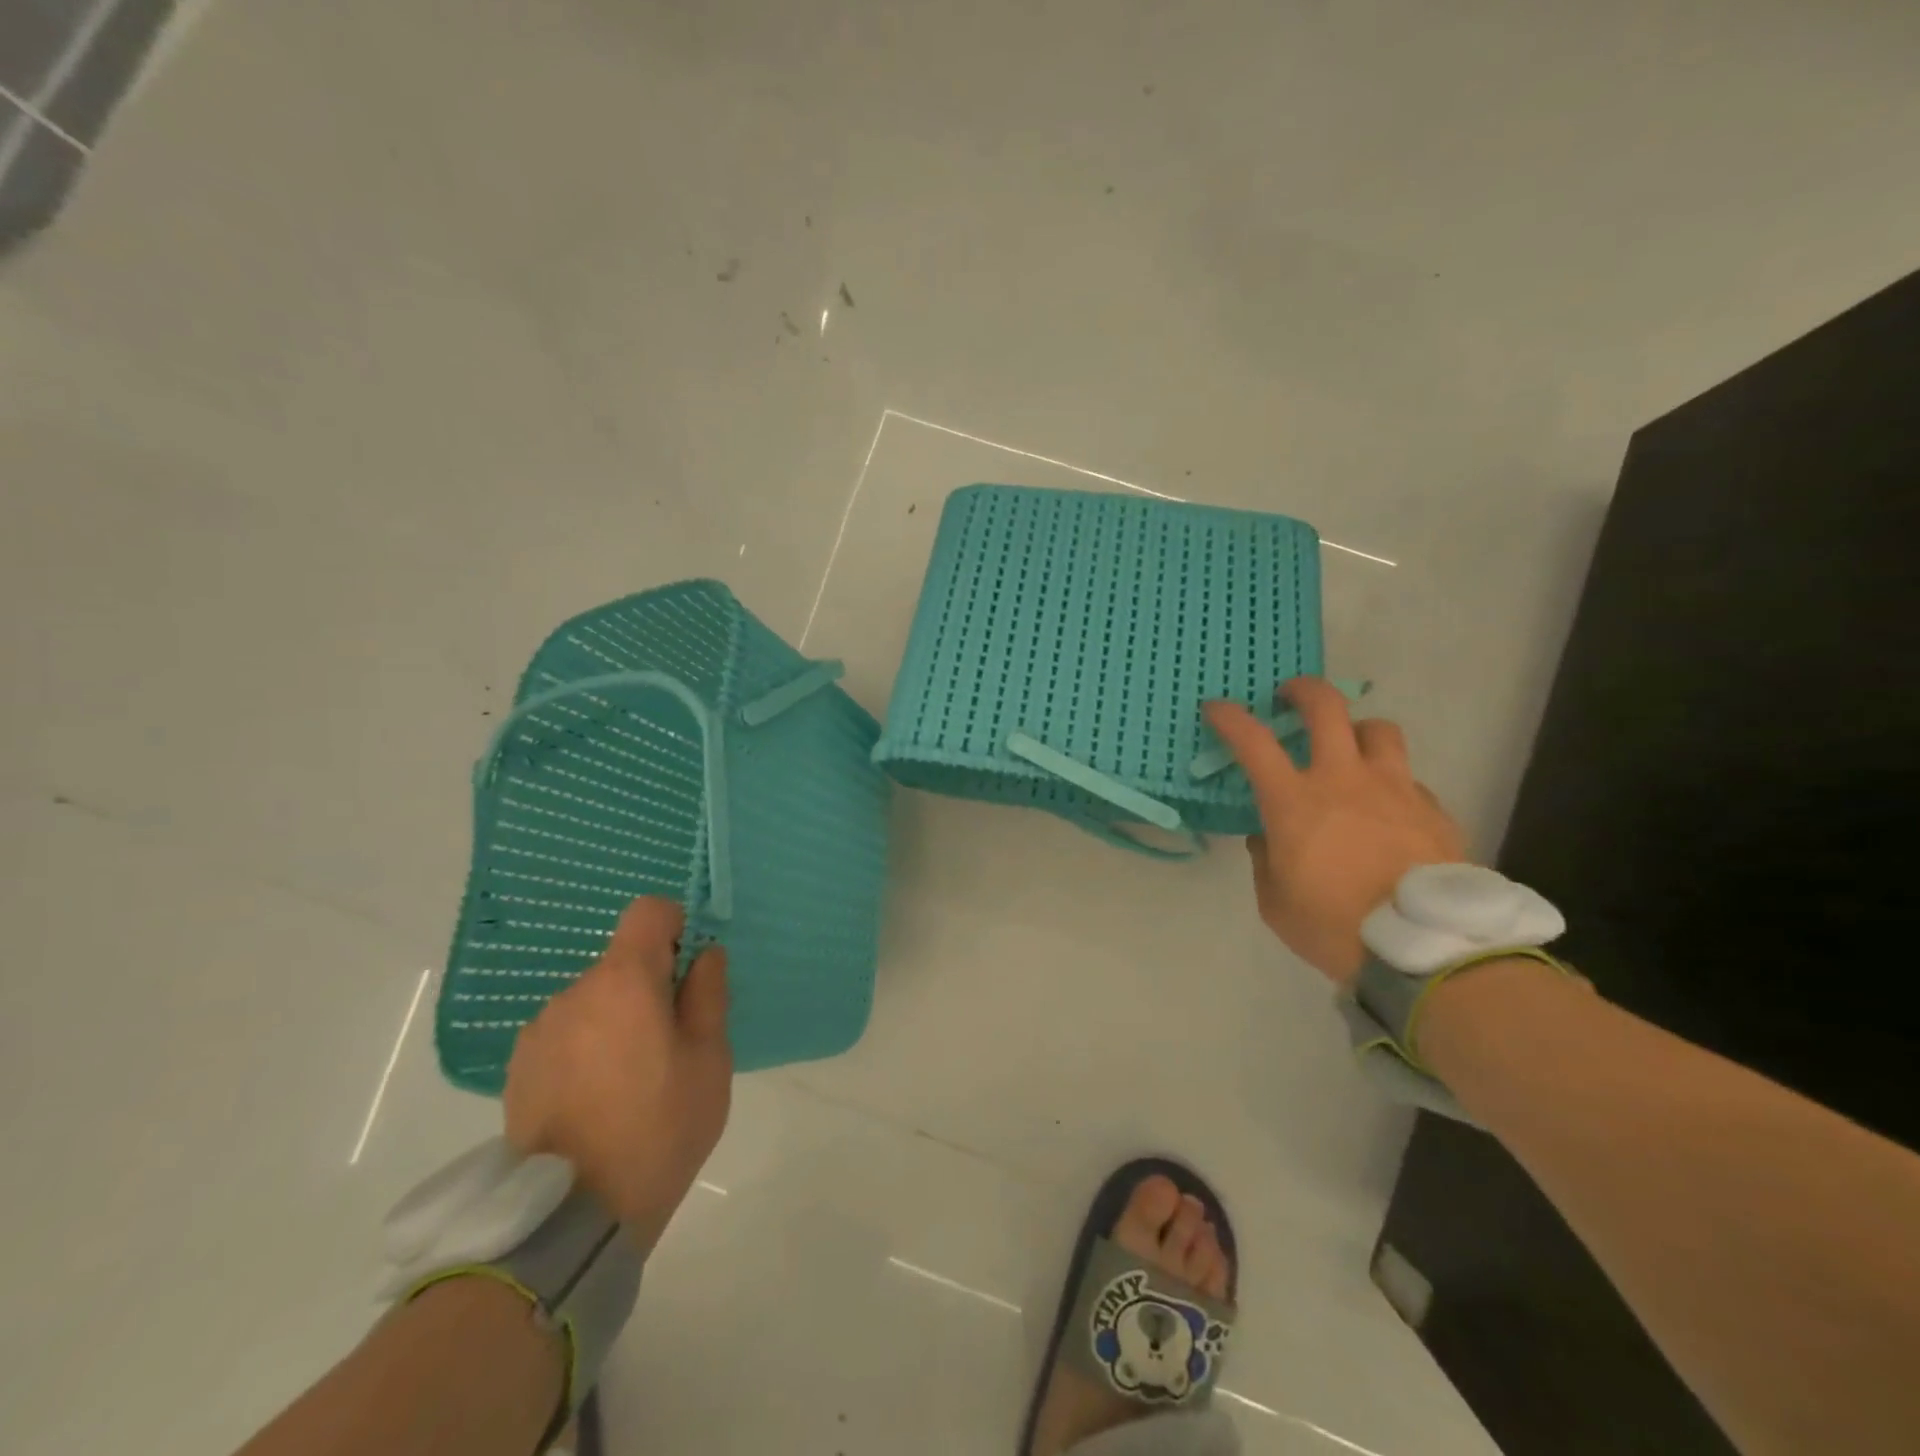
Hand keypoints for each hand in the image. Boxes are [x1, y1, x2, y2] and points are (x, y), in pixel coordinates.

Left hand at [503, 898, 731, 1248]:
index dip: (675, 925)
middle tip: (671, 1043)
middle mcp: (574, 992)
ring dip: (617, 1018)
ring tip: (631, 1080)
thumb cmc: (660, 1127)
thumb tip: (704, 954)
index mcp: (624, 981)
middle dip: (650, 985)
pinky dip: (587, 1046)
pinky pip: (567, 1033)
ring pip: (594, 1000)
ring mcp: (540, 1030)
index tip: (688, 970)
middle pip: (622, 962)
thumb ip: (708, 993)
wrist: (575, 1218)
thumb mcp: (709, 1059)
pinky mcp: (519, 1067)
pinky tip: (597, 1099)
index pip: (647, 912)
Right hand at [1203, 677, 1466, 983]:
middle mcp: (1344, 779)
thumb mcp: (1275, 902)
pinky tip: (1388, 811)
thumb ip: (1266, 860)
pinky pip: (1409, 779)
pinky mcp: (1433, 809)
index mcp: (1295, 802)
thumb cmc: (1333, 927)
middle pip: (1326, 708)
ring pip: (1378, 730)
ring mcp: (1395, 789)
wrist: (1424, 950)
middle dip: (1303, 691)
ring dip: (1357, 730)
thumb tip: (1269, 836)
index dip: (1230, 718)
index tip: (1217, 708)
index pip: (1253, 742)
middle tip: (1291, 696)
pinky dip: (1391, 784)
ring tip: (1350, 748)